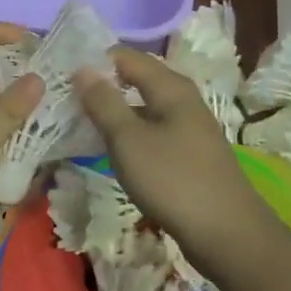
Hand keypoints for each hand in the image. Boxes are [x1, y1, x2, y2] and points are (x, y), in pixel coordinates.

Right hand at [74, 48, 266, 261]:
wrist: (227, 234)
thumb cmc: (174, 180)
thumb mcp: (129, 140)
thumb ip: (104, 102)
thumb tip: (82, 68)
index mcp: (170, 86)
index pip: (126, 56)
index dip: (94, 61)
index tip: (62, 74)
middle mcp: (182, 98)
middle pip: (136, 79)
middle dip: (102, 86)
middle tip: (66, 99)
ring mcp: (189, 127)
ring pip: (144, 108)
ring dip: (115, 112)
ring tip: (80, 123)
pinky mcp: (189, 153)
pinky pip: (153, 131)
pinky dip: (130, 135)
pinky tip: (112, 151)